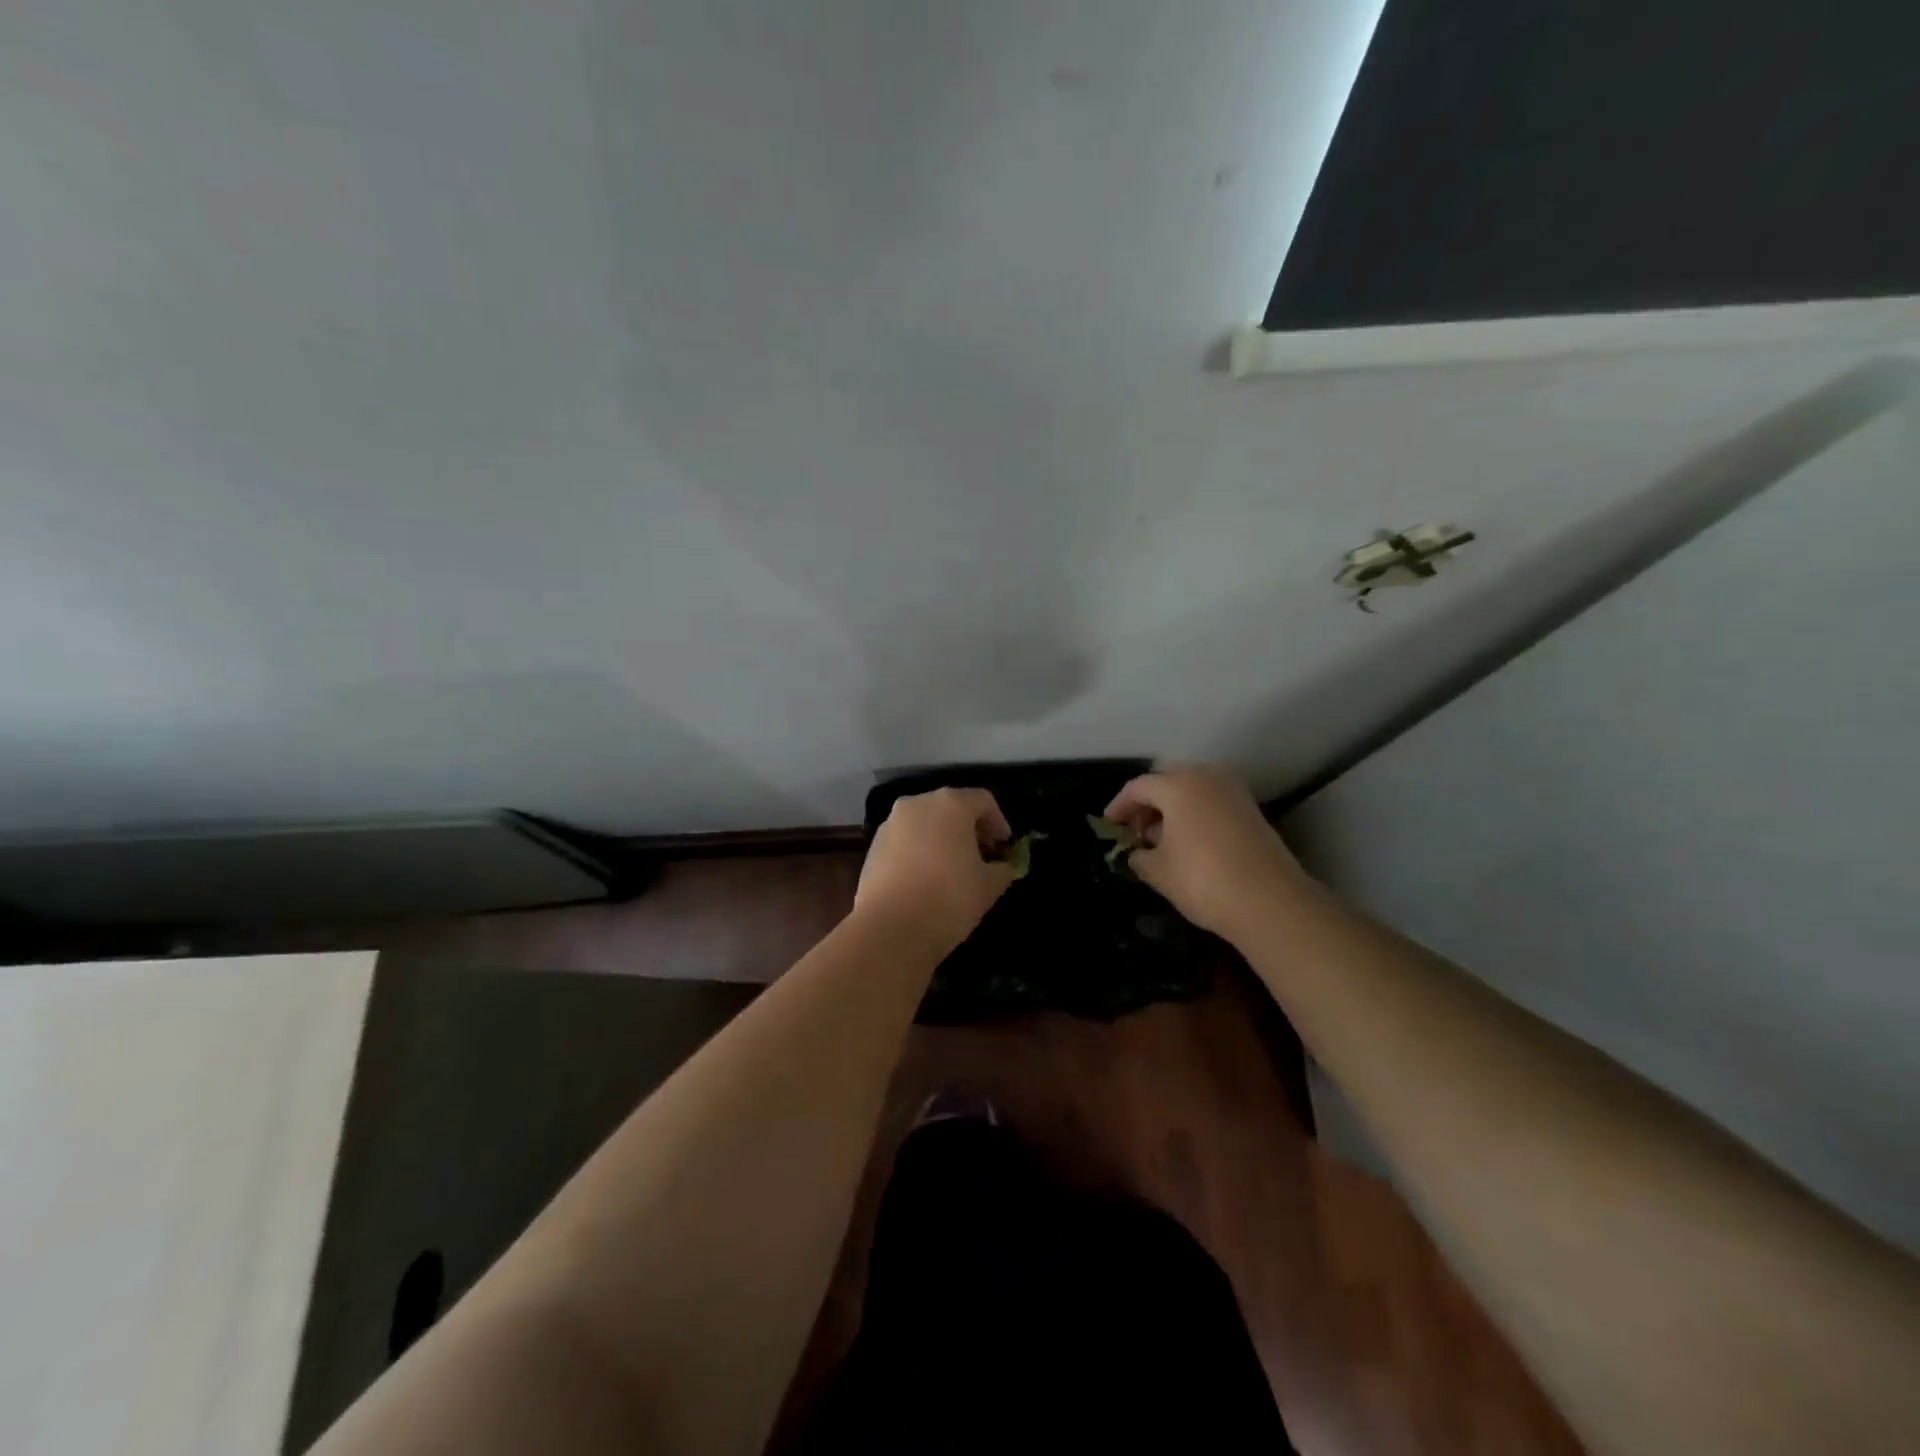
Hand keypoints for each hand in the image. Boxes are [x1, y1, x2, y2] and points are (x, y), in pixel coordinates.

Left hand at [854, 787, 1016, 952]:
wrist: (889, 928)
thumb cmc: (949, 898)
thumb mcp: (989, 886)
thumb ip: (1002, 869)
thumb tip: (1002, 867)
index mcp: (950, 804)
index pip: (983, 800)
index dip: (998, 822)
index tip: (1004, 847)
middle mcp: (918, 804)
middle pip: (951, 807)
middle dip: (970, 829)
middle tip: (982, 856)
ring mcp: (891, 824)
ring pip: (926, 823)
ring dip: (943, 839)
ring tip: (954, 870)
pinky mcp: (873, 847)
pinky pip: (906, 841)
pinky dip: (920, 851)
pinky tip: (927, 879)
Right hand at [1104, 764, 1307, 942]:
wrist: (1270, 902)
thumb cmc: (1203, 880)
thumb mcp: (1158, 871)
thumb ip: (1140, 856)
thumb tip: (1138, 853)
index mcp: (1177, 785)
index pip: (1138, 787)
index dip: (1119, 806)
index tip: (1109, 825)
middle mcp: (1206, 777)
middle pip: (1167, 781)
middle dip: (1147, 803)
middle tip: (1135, 830)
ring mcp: (1233, 791)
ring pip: (1192, 789)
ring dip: (1173, 807)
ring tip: (1161, 838)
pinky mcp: (1251, 809)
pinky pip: (1212, 801)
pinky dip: (1195, 813)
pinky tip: (1189, 841)